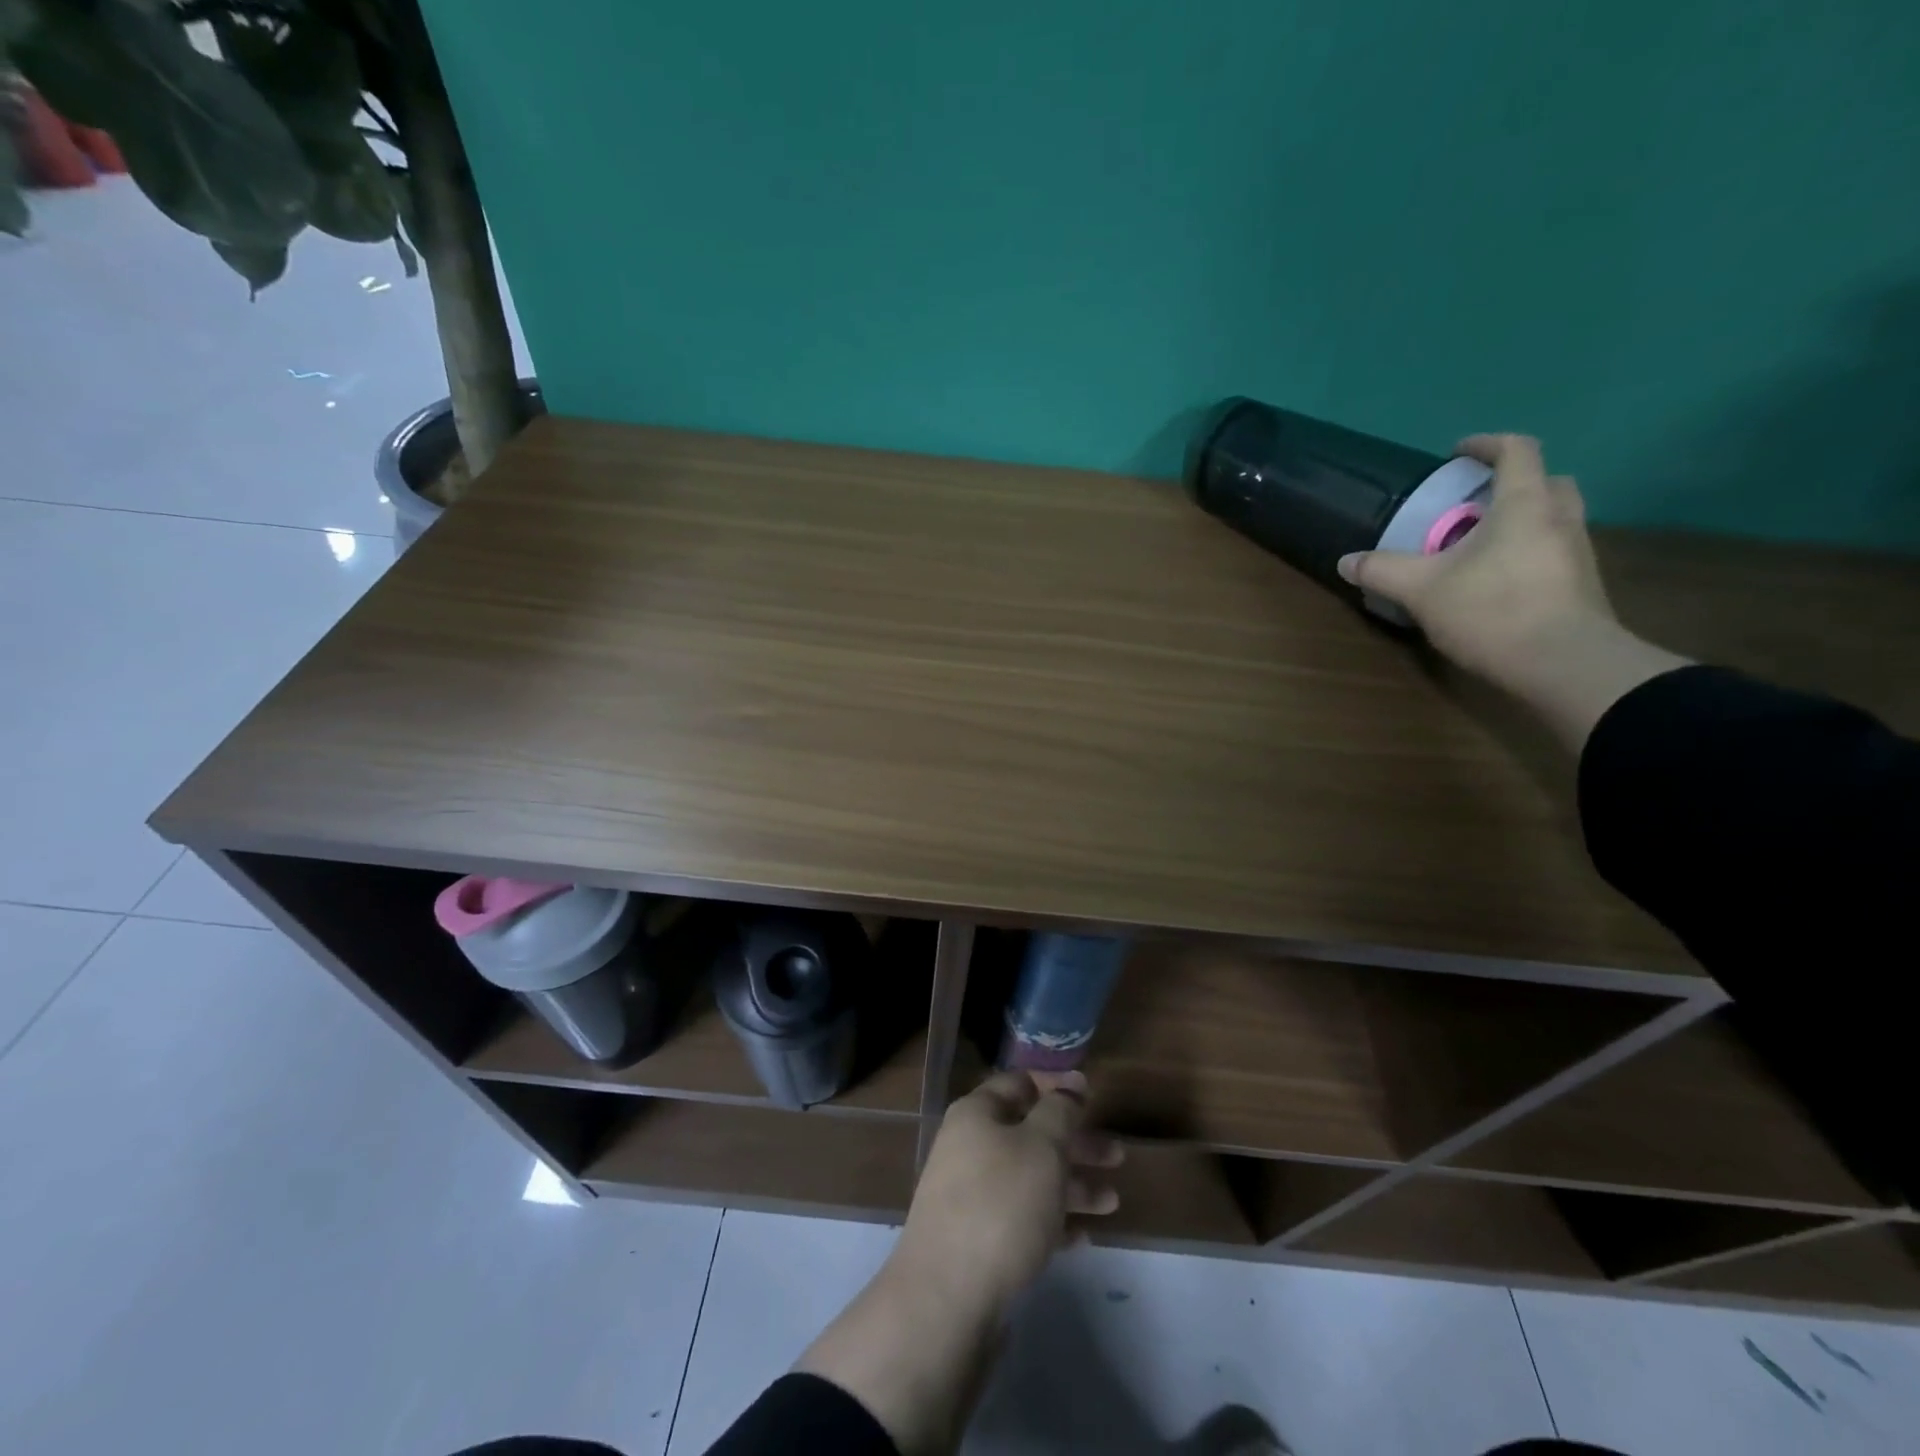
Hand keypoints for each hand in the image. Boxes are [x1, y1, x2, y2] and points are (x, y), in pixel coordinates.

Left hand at [794, 1072, 1121, 1455]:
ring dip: (1072, 1185)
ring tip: (1113, 1202)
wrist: (948, 1297)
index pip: (1019, 1084)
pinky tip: (1082, 1238)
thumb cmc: (1001, 1203)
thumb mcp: (1041, 1145)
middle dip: (1074, 1143)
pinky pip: (1021, 1218)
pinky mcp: (976, 1239)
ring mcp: (970, 1195)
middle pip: (1030, 1133)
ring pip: (1030, 1178)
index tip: (1091, 1095)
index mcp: (977, 1114)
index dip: (1056, 1085)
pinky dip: (1052, 1221)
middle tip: (1117, 1155)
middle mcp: (970, 1147)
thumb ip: (1060, 1111)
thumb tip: (1069, 1085)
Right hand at [1337, 434, 1689, 749]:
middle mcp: (1560, 517)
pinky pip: (1554, 551)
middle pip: (1546, 480)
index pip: (1517, 450)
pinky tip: (1499, 580)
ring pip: (1554, 517)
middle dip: (1512, 483)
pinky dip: (1529, 552)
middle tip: (1475, 503)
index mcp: (1525, 504)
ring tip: (1481, 545)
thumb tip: (1346, 561)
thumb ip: (1382, 571)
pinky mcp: (1582, 585)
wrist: (1564, 663)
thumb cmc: (1492, 610)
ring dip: (1522, 519)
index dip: (1487, 444)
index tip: (1457, 454)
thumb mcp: (1422, 590)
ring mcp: (1578, 552)